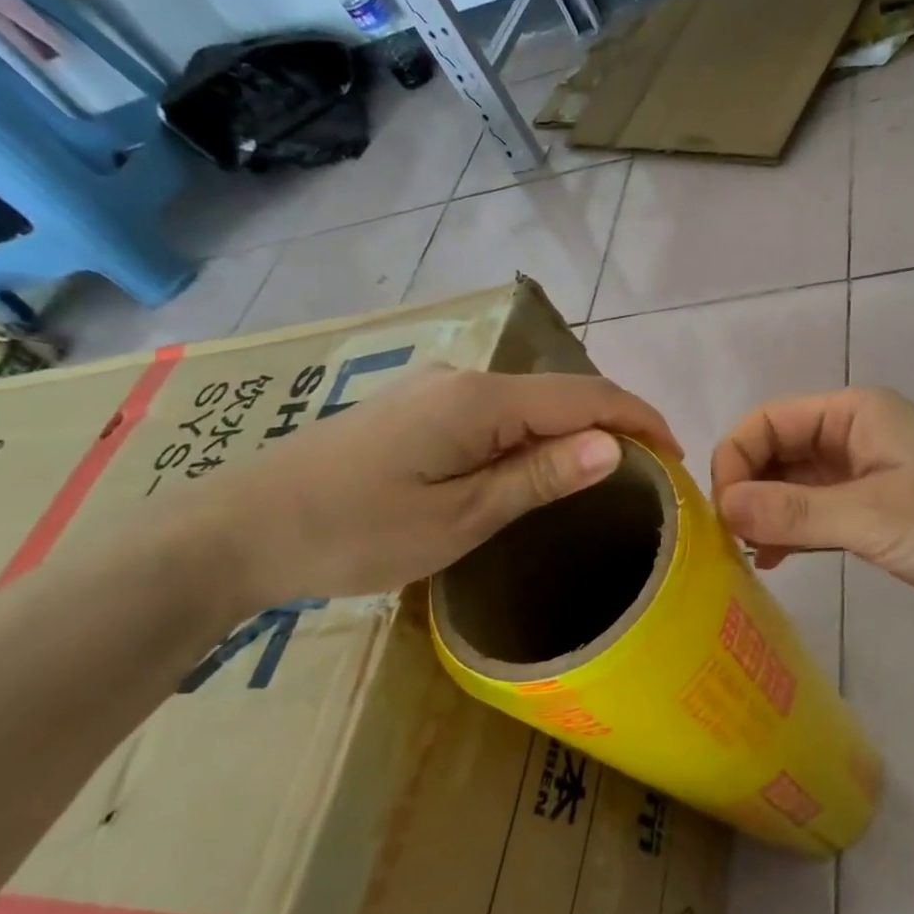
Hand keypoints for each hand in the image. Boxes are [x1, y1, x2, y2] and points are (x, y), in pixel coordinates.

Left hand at [192, 367, 678, 608]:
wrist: (235, 531)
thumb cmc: (354, 534)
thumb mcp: (458, 518)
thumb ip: (539, 476)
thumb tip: (615, 446)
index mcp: (481, 400)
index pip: (587, 396)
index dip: (642, 419)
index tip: (679, 457)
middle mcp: (464, 379)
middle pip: (561, 393)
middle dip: (614, 425)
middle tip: (649, 476)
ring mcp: (436, 390)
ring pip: (529, 403)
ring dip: (573, 431)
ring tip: (603, 477)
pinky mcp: (416, 409)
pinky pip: (496, 414)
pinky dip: (534, 436)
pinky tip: (535, 466)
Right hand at [710, 388, 913, 610]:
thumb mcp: (872, 515)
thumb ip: (796, 510)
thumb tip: (723, 508)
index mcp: (850, 414)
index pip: (768, 422)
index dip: (736, 460)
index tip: (722, 513)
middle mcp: (847, 437)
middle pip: (773, 451)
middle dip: (746, 490)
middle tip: (726, 541)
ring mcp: (856, 475)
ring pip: (789, 485)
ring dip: (763, 514)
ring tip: (742, 555)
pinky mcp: (867, 510)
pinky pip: (811, 513)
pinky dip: (788, 532)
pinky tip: (772, 563)